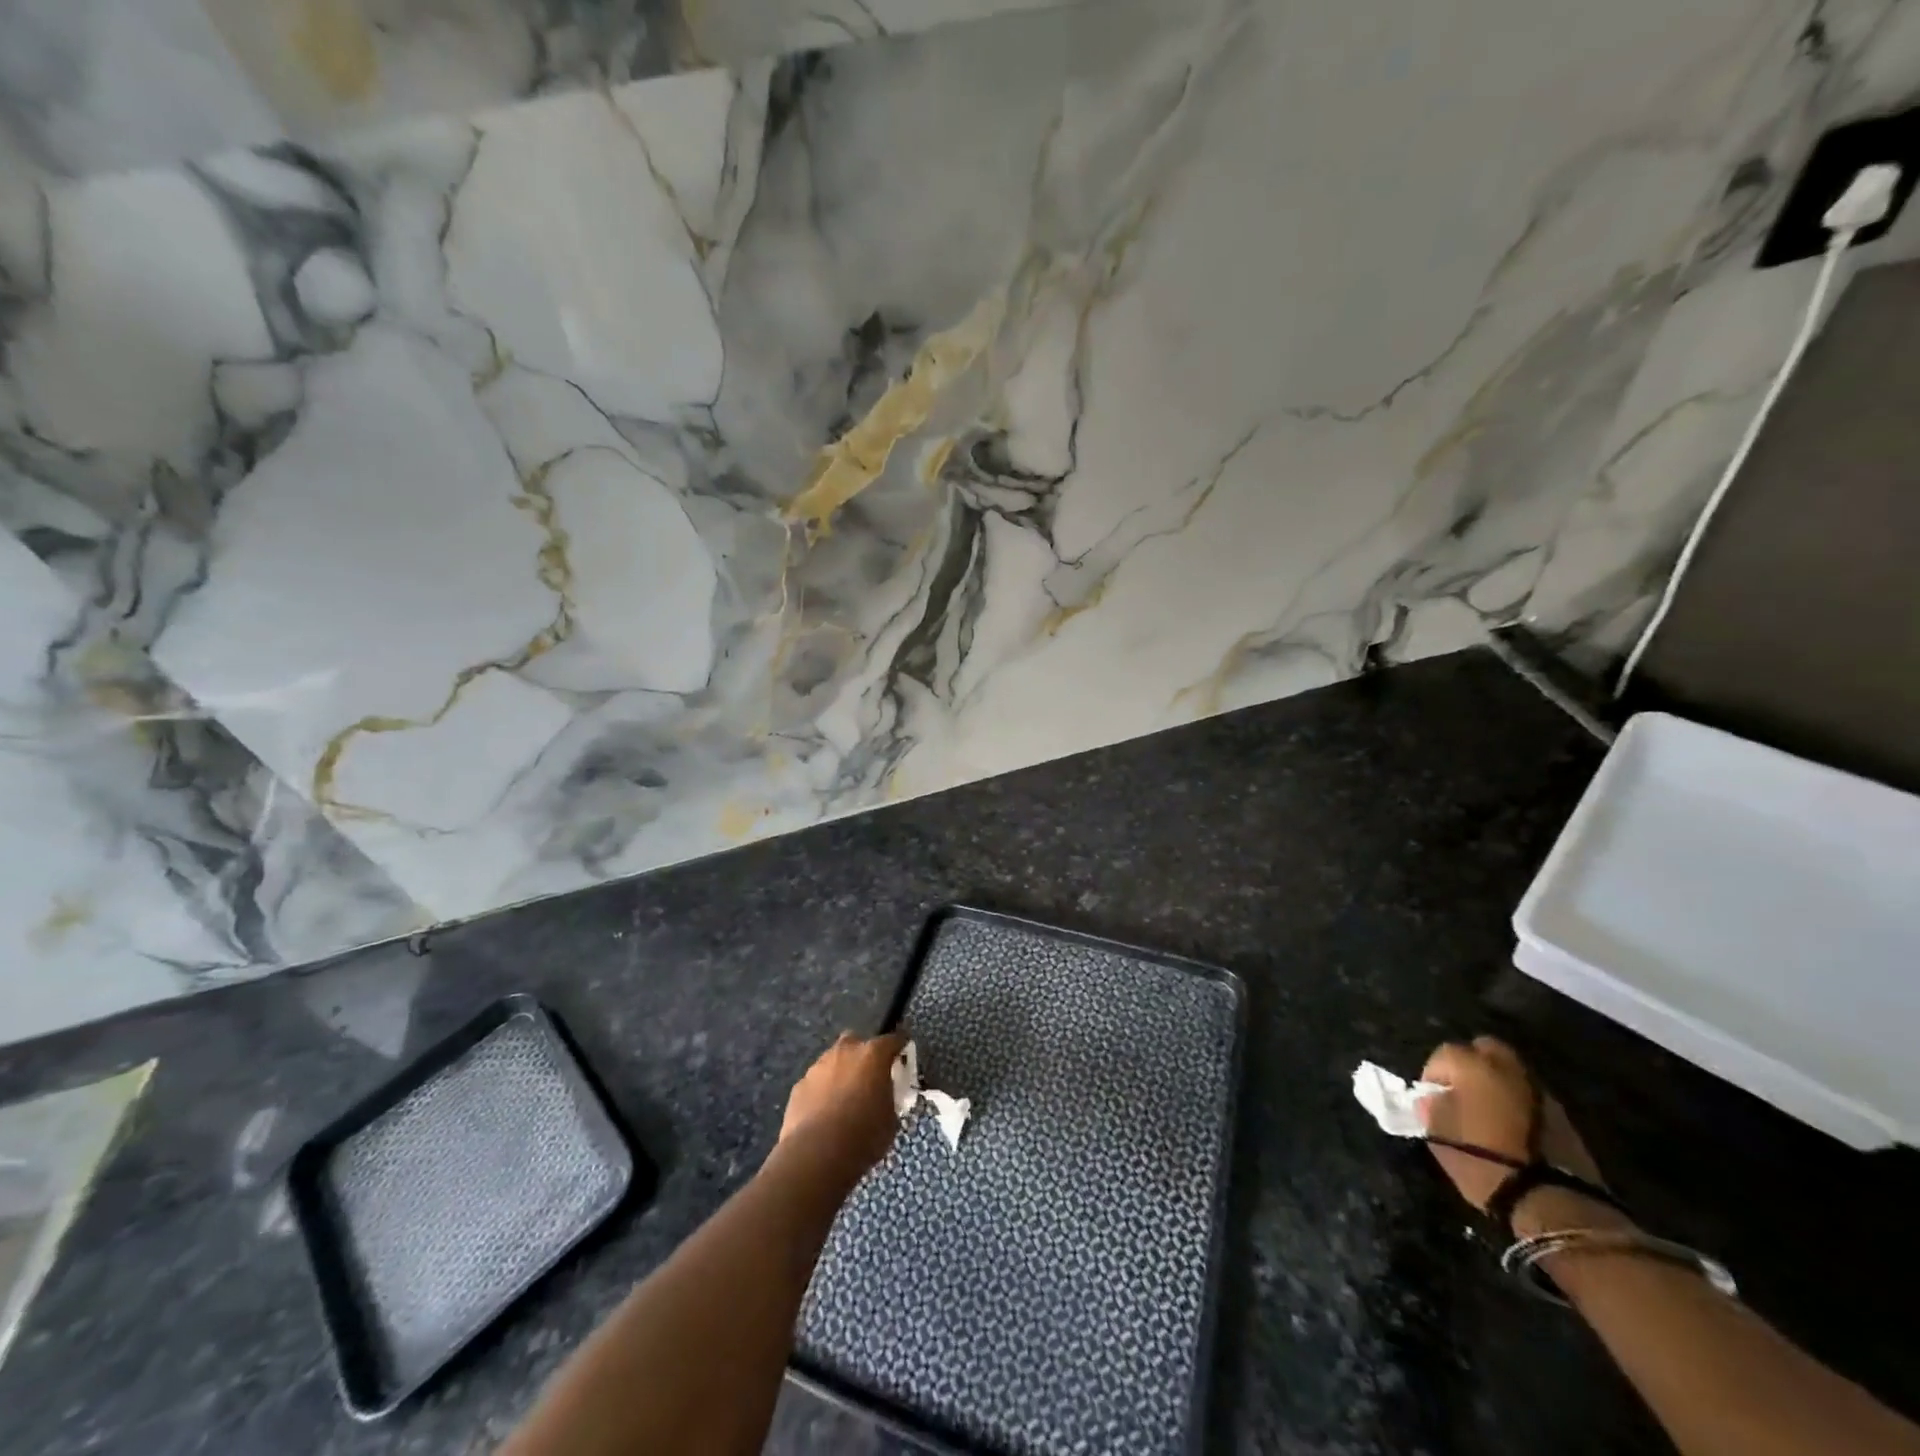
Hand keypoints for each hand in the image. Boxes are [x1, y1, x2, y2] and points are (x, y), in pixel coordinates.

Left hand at [778, 1031, 908, 1179]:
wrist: (816, 1155)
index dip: (900, 1047)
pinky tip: (823, 1114)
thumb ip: (889, 1099)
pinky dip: (822, 1092)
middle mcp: (845, 1051)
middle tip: (869, 1078)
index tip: (904, 1056)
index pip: (893, 1040)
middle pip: (857, 1042)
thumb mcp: (890, 1120)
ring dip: (841, 1073)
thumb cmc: (863, 1136)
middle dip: (863, 1055)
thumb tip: (884, 1098)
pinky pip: (816, 1082)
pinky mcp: (799, 1085)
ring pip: (833, 1061)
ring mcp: (818, 1066)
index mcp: (873, 1055)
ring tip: (844, 1100)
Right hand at [1419, 1036, 1608, 1225]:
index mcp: (1473, 1067)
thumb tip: (1431, 1099)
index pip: (1445, 1054)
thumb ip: (1431, 1107)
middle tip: (1462, 1090)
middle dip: (1472, 1063)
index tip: (1431, 1096)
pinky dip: (1519, 1103)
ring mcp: (1540, 1091)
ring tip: (1489, 1110)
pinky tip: (1512, 1126)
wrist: (1550, 1201)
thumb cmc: (1482, 1160)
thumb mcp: (1439, 1134)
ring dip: (1498, 1083)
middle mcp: (1508, 1069)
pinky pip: (1531, 1097)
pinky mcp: (1564, 1116)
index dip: (1434, 1073)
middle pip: (1486, 1049)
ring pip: (1512, 1072)